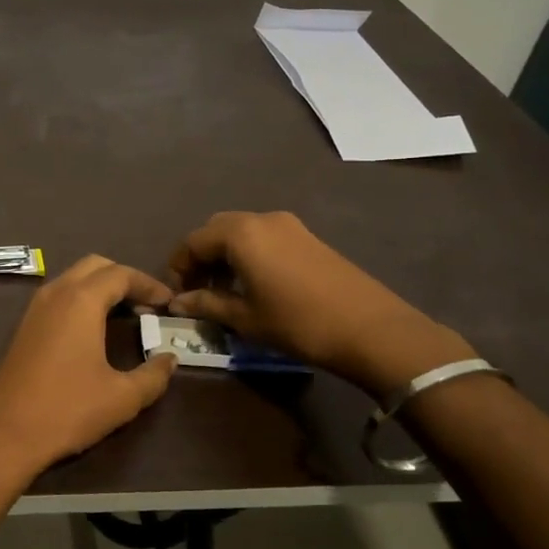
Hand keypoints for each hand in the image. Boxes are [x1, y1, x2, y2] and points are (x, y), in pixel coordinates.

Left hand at [0, 255, 177, 483]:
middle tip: (147, 305)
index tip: (169, 303)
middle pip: (95, 266)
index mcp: (81, 300)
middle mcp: (56, 293)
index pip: (121, 274)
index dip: (149, 285)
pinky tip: (95, 329)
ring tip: (126, 315)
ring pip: (73, 278)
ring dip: (101, 288)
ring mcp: (35, 308)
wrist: (4, 432)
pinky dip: (82, 299)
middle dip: (124, 278)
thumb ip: (153, 375)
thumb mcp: (122, 397)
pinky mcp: (24, 326)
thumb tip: (170, 359)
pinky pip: (59, 296)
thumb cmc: (67, 409)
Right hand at [167, 211, 471, 394]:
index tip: (177, 294)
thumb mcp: (245, 318)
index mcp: (239, 233)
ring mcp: (289, 225)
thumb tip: (176, 302)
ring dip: (225, 255)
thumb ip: (206, 304)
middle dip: (201, 257)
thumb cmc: (298, 323)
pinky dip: (248, 253)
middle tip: (198, 290)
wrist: (371, 329)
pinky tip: (254, 284)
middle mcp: (261, 219)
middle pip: (216, 230)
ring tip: (225, 291)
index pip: (192, 242)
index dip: (178, 267)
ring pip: (241, 231)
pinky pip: (264, 236)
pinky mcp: (308, 237)